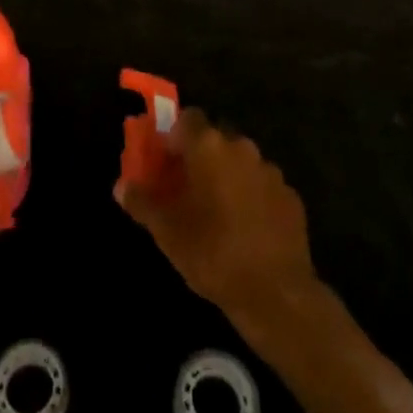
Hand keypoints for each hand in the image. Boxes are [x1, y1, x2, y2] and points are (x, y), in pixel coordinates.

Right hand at [115, 108, 321, 333]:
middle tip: (184, 186)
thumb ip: (142, 202)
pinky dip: (251, 196)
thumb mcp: (167, 232)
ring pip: (240, 161)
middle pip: (214, 138)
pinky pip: (261, 185)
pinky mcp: (291, 196)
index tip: (163, 161)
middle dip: (199, 155)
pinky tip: (244, 227)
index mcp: (209, 146)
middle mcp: (241, 147)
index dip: (172, 135)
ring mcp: (270, 171)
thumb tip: (121, 186)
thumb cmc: (213, 253)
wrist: (277, 294)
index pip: (186, 118)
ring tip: (214, 210)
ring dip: (226, 175)